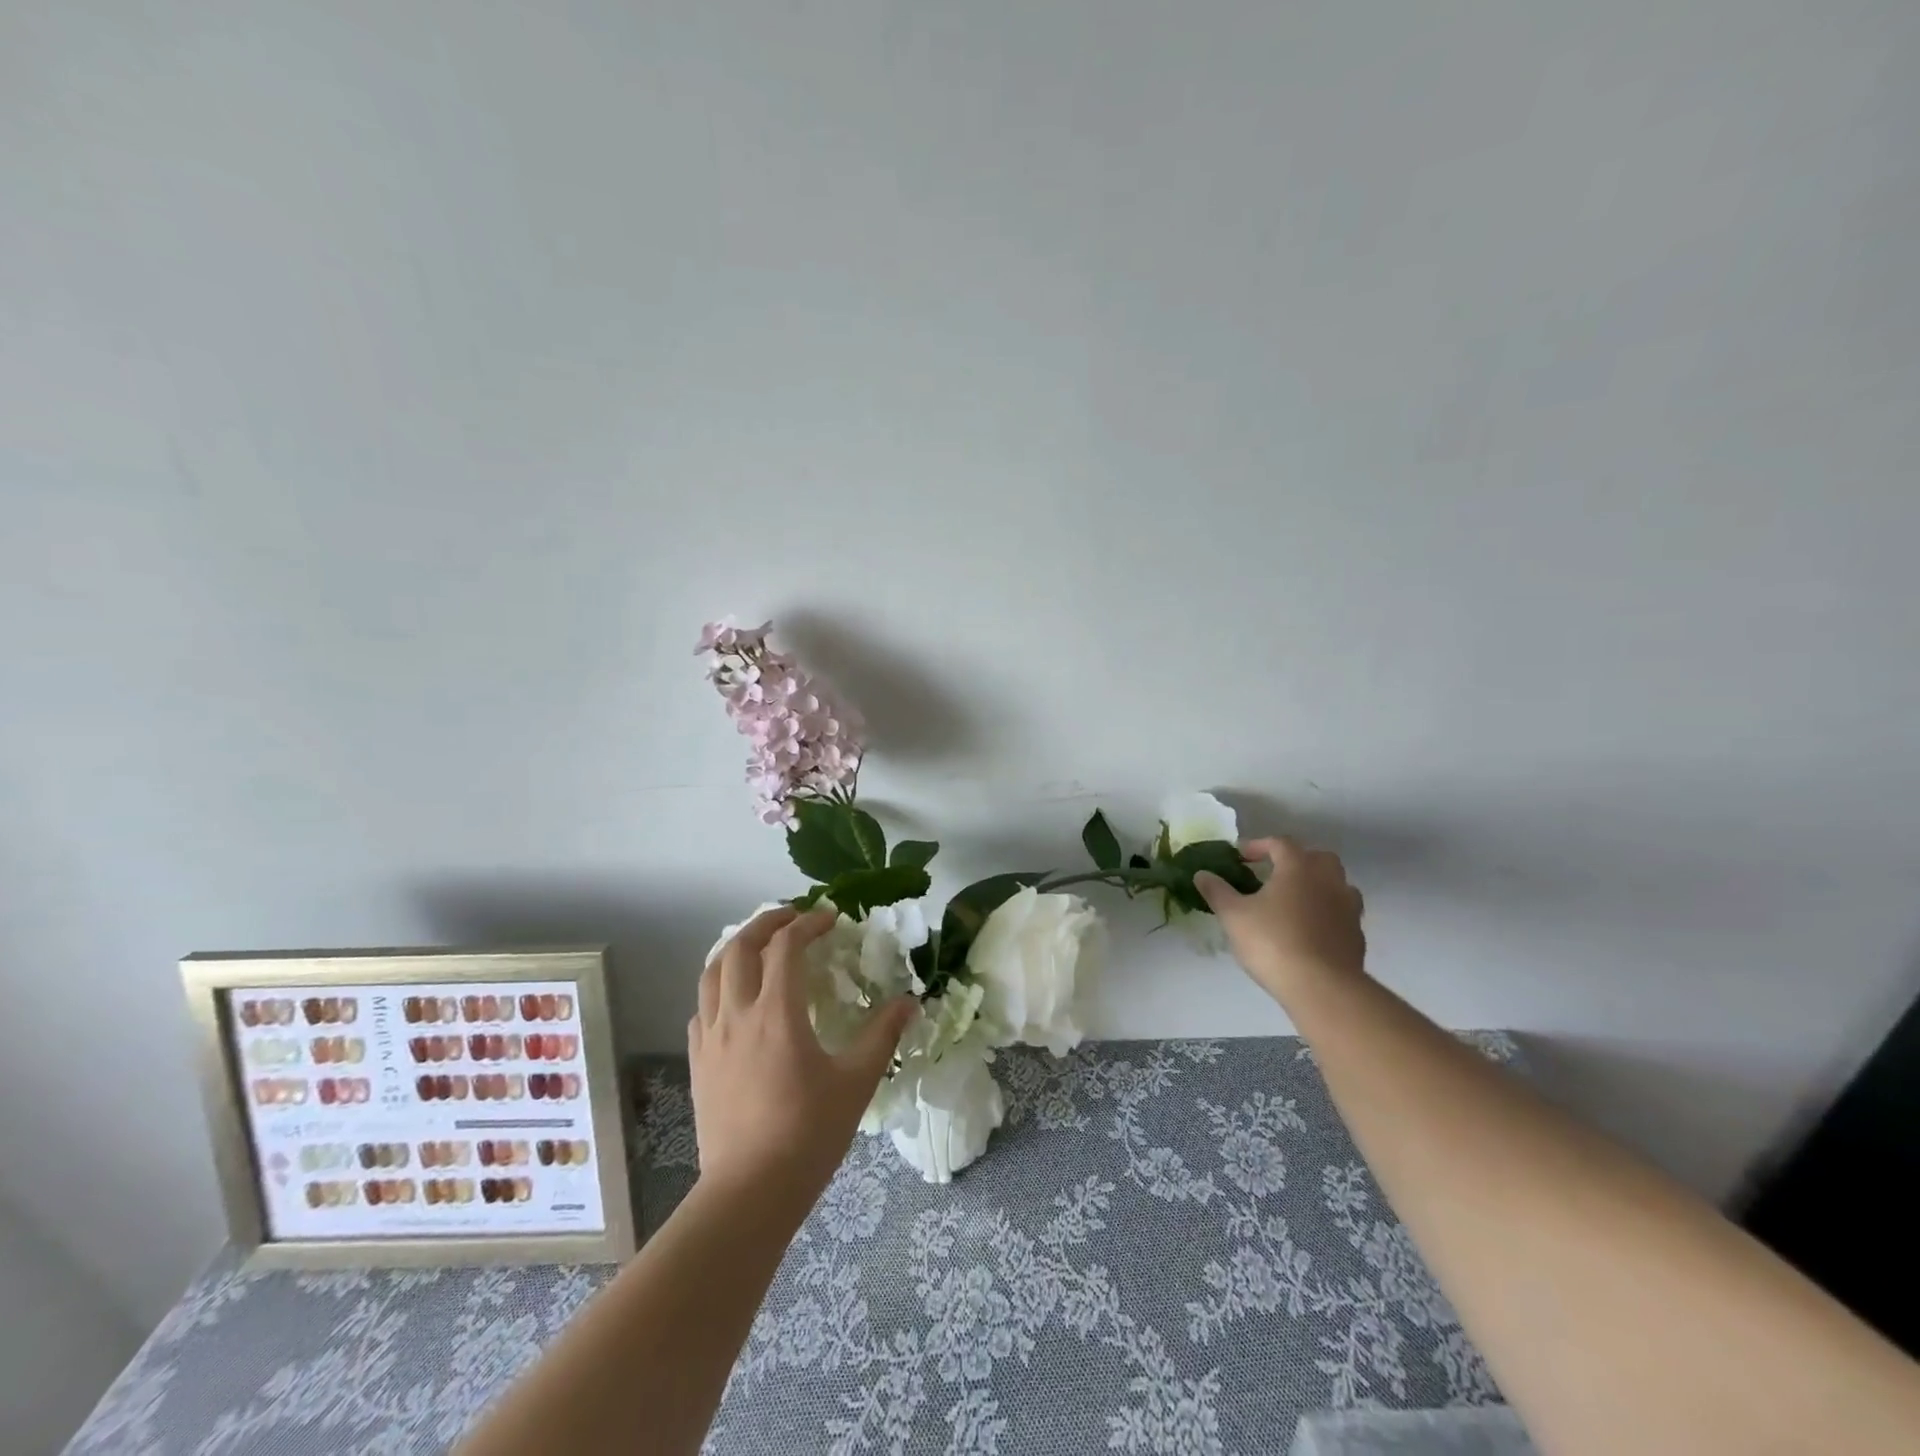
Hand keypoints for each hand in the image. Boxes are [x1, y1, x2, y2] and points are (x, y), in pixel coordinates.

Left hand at [689, 907, 915, 1209]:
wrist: (749, 1193)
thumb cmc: (807, 1134)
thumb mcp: (856, 1082)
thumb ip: (882, 1035)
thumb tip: (909, 1003)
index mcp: (777, 1012)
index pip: (787, 946)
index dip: (809, 924)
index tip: (831, 919)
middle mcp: (737, 1014)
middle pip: (741, 947)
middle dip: (767, 922)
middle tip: (793, 917)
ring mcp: (710, 1038)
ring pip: (712, 972)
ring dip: (736, 947)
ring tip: (760, 946)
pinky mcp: (698, 1063)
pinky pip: (702, 1008)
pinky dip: (719, 987)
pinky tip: (735, 1000)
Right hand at [1194, 837, 1366, 1000]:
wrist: (1322, 987)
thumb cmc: (1273, 942)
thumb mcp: (1233, 915)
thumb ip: (1216, 891)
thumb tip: (1201, 874)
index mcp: (1298, 867)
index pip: (1280, 843)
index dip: (1258, 846)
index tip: (1240, 857)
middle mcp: (1328, 880)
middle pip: (1317, 858)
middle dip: (1295, 860)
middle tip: (1273, 874)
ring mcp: (1348, 907)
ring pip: (1336, 884)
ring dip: (1316, 886)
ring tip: (1293, 902)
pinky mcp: (1356, 935)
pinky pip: (1341, 913)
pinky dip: (1326, 913)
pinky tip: (1309, 930)